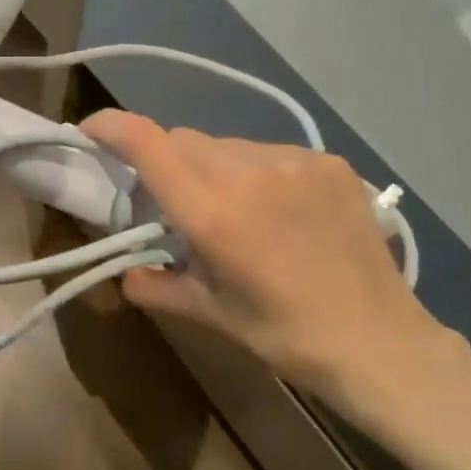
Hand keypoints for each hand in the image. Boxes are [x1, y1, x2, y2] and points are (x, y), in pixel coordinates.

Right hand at [81, 111, 452, 397]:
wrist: (379, 341)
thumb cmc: (284, 335)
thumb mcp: (209, 314)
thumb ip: (154, 286)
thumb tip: (129, 270)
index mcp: (214, 212)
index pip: (149, 144)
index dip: (112, 127)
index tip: (91, 130)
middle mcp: (250, 171)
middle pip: (184, 141)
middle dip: (166, 163)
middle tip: (174, 203)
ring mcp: (295, 161)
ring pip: (227, 145)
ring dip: (212, 168)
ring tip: (235, 212)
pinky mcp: (329, 162)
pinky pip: (271, 153)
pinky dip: (256, 172)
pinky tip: (278, 210)